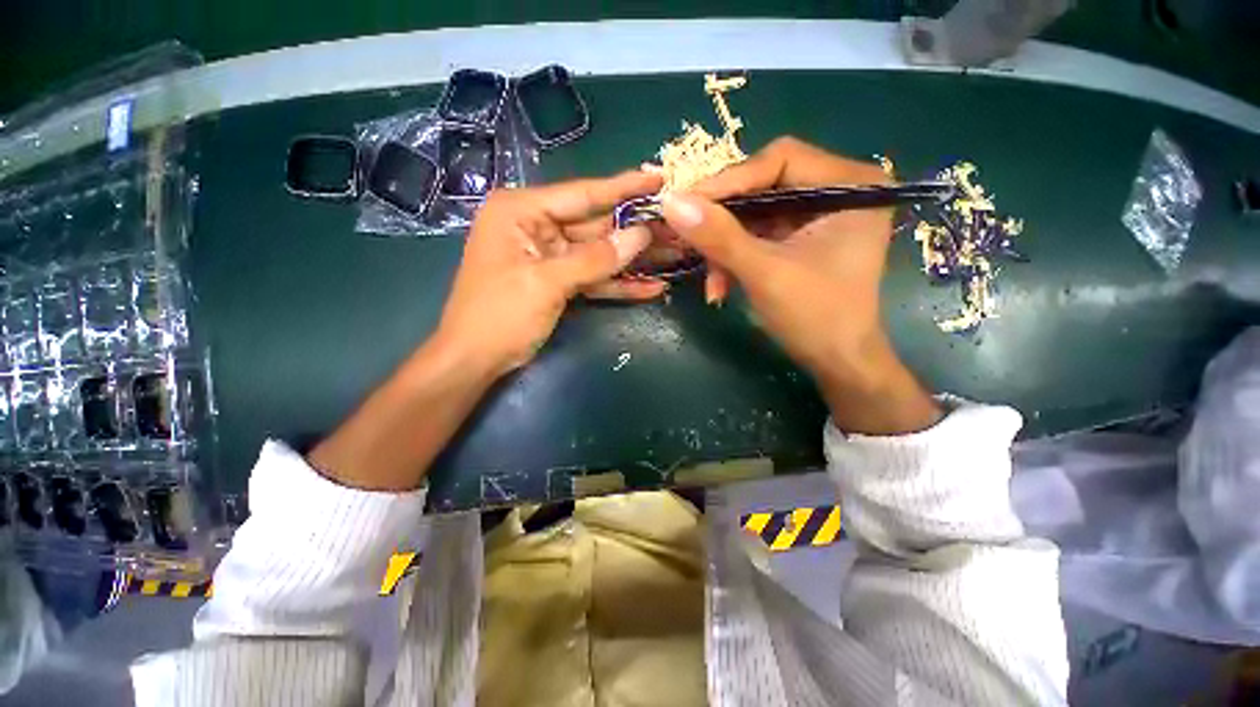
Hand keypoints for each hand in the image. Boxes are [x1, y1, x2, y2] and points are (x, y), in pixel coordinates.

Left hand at [437, 170, 664, 377]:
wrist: (474, 360)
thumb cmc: (498, 315)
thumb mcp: (546, 283)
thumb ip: (595, 259)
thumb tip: (640, 235)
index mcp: (522, 212)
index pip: (583, 194)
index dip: (624, 188)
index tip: (660, 178)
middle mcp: (537, 227)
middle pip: (597, 225)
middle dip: (637, 230)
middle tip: (677, 226)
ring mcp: (550, 257)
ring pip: (600, 254)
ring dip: (635, 259)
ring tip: (675, 255)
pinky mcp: (559, 282)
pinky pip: (594, 279)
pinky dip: (619, 285)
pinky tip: (652, 287)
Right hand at [660, 137, 940, 434]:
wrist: (837, 362)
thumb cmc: (816, 317)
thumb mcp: (764, 273)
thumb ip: (719, 236)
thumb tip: (671, 202)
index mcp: (851, 184)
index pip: (779, 160)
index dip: (729, 181)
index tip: (686, 204)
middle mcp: (839, 189)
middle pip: (764, 186)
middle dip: (724, 222)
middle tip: (690, 240)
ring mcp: (819, 215)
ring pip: (755, 215)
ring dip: (725, 248)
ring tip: (711, 281)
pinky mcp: (802, 238)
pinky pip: (757, 235)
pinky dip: (734, 258)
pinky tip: (720, 285)